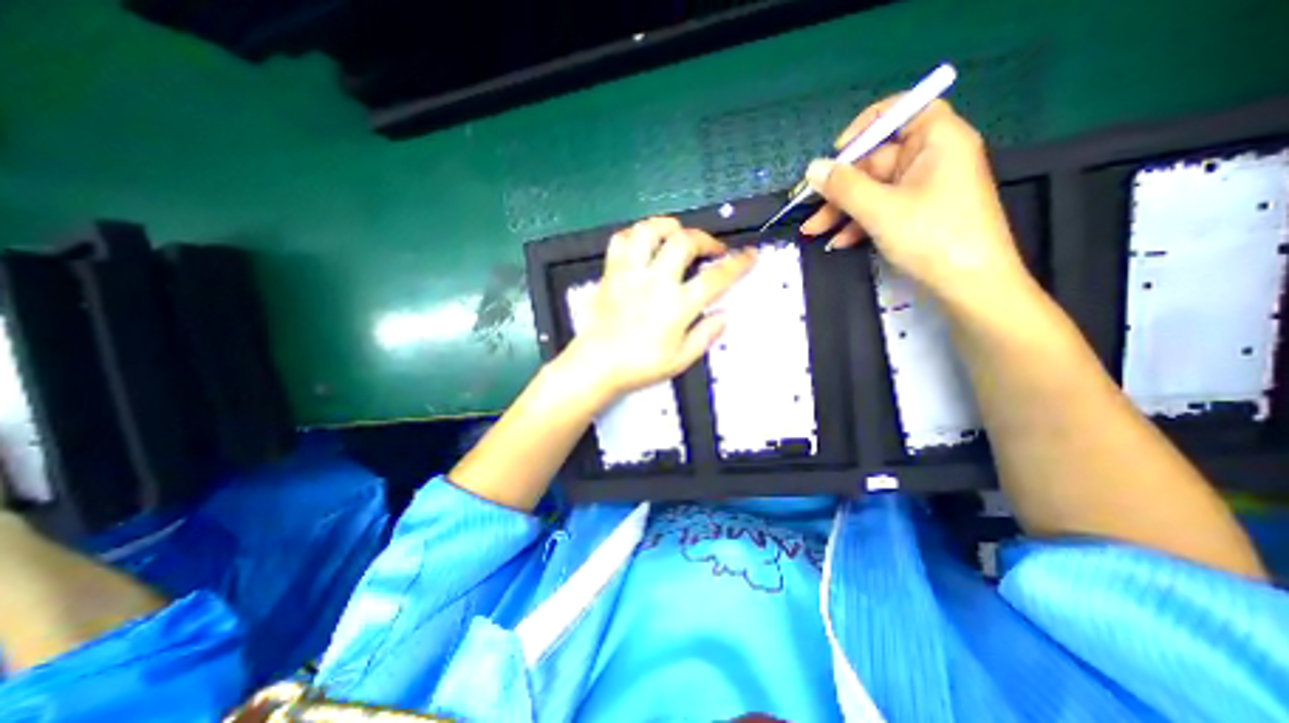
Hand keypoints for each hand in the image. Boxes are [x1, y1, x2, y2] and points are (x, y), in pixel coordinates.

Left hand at [561, 218, 756, 402]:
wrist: (596, 365)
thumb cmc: (640, 366)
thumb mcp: (680, 360)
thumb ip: (705, 335)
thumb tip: (725, 315)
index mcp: (676, 307)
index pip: (715, 278)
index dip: (738, 264)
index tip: (751, 255)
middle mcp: (655, 282)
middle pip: (684, 242)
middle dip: (705, 239)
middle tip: (712, 250)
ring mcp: (630, 274)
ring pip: (649, 231)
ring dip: (669, 226)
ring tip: (678, 235)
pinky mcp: (611, 273)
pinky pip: (621, 241)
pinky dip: (635, 235)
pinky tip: (645, 243)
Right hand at [804, 96, 1033, 305]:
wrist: (969, 286)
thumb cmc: (932, 237)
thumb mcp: (880, 210)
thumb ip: (843, 187)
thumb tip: (813, 168)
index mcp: (936, 140)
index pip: (900, 112)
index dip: (864, 128)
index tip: (835, 154)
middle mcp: (931, 159)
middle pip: (875, 161)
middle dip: (839, 188)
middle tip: (809, 209)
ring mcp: (923, 189)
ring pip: (873, 190)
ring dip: (841, 211)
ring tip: (813, 232)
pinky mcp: (916, 214)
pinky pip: (881, 209)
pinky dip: (858, 224)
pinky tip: (838, 242)